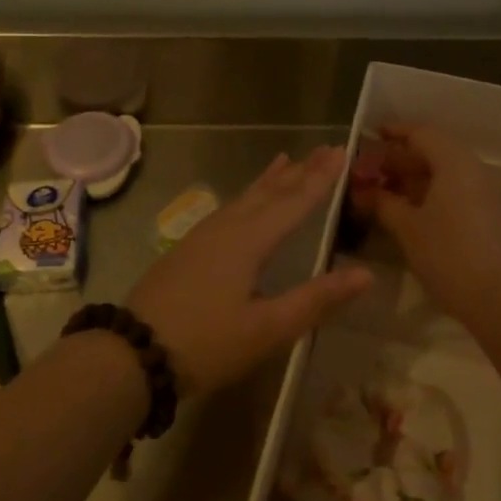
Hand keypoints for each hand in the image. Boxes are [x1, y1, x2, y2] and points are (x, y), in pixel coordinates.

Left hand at [127, 147, 371, 396]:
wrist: (133, 352)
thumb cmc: (207, 342)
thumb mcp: (268, 328)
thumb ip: (317, 299)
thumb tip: (367, 273)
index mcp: (250, 240)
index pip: (295, 201)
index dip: (321, 179)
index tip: (342, 152)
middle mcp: (228, 227)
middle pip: (271, 191)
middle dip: (300, 171)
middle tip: (325, 149)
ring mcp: (204, 236)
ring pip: (247, 197)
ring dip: (272, 179)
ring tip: (287, 159)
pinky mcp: (189, 248)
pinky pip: (230, 208)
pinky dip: (248, 195)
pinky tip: (245, 202)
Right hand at [360, 125, 500, 321]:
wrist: (500, 298)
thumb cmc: (447, 254)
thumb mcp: (407, 227)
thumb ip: (383, 203)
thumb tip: (363, 190)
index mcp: (454, 163)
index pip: (421, 133)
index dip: (394, 132)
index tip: (371, 134)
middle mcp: (475, 169)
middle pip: (434, 151)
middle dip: (401, 158)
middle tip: (371, 170)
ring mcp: (488, 193)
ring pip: (446, 173)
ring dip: (415, 178)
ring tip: (386, 191)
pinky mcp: (493, 215)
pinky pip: (458, 190)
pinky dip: (433, 193)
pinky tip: (412, 211)